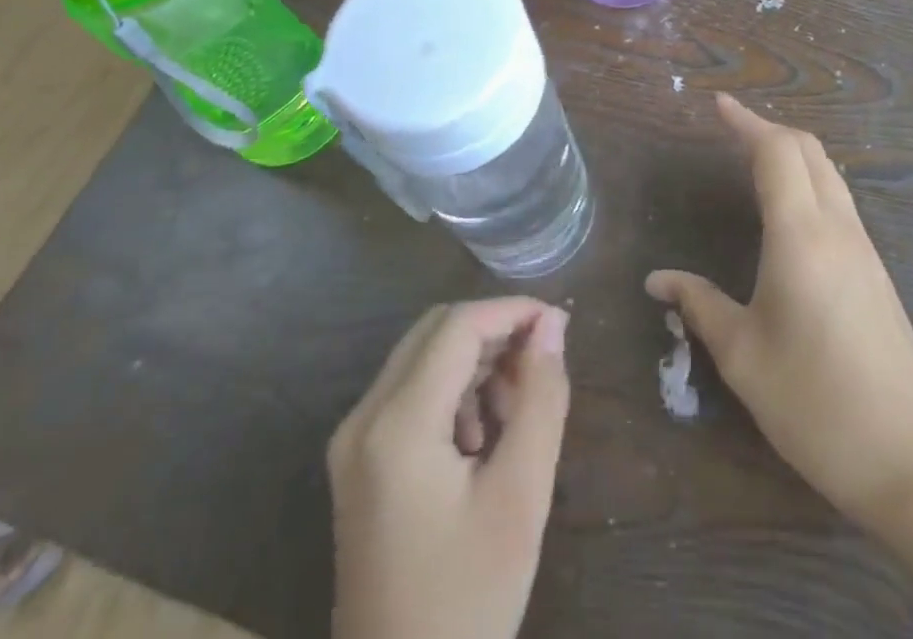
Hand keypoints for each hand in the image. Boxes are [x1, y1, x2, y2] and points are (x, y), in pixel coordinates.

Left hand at [329, 299, 569, 638]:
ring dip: (475, 361)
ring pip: (422, 357)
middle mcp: (362, 418)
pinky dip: (452, 390)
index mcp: (397, 425)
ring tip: (518, 407)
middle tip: (542, 363)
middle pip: (436, 331)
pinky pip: (409, 392)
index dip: (513, 311)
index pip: (459, 327)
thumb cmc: (467, 601)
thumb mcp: (520, 497)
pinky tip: (484, 435)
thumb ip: (541, 398)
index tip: (560, 324)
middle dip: (494, 332)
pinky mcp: (356, 465)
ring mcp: (352, 443)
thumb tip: (553, 324)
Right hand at [645, 96, 912, 526]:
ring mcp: (863, 248)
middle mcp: (837, 228)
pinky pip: (839, 200)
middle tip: (730, 128)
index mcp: (801, 235)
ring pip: (828, 172)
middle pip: (808, 150)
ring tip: (754, 156)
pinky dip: (809, 179)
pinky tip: (789, 208)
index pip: (776, 152)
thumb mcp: (744, 356)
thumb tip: (657, 280)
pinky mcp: (875, 271)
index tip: (718, 104)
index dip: (746, 122)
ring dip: (792, 152)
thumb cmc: (816, 403)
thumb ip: (699, 306)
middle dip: (768, 129)